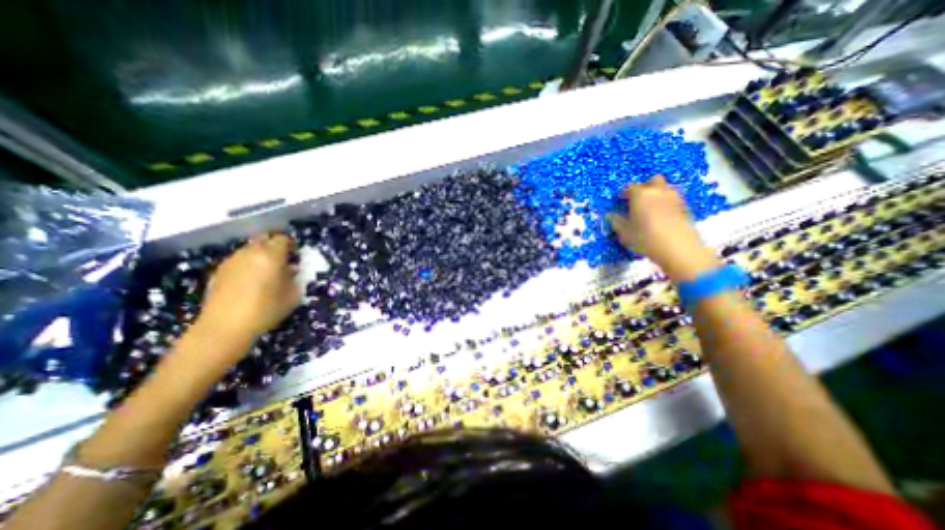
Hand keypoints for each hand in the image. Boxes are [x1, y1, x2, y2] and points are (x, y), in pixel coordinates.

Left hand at [198, 234, 300, 340]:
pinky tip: (250, 281)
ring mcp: (231, 261)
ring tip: (266, 272)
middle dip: (274, 246)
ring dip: (260, 255)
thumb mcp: (292, 295)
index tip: (295, 255)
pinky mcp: (218, 271)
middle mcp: (250, 253)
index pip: (283, 239)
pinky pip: (238, 260)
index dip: (291, 245)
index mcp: (271, 256)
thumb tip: (291, 269)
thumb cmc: (266, 310)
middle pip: (264, 239)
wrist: (224, 328)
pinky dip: (247, 264)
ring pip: (249, 249)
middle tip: (282, 260)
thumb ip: (295, 278)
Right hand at [610, 174, 720, 281]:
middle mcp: (658, 191)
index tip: (620, 201)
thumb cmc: (645, 238)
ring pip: (665, 188)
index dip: (624, 193)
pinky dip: (666, 202)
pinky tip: (662, 216)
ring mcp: (674, 197)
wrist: (677, 247)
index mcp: (640, 194)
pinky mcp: (685, 206)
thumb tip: (611, 215)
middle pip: (652, 181)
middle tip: (637, 200)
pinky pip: (673, 198)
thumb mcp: (624, 232)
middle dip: (644, 187)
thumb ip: (616, 221)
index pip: (630, 186)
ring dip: (657, 193)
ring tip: (650, 208)